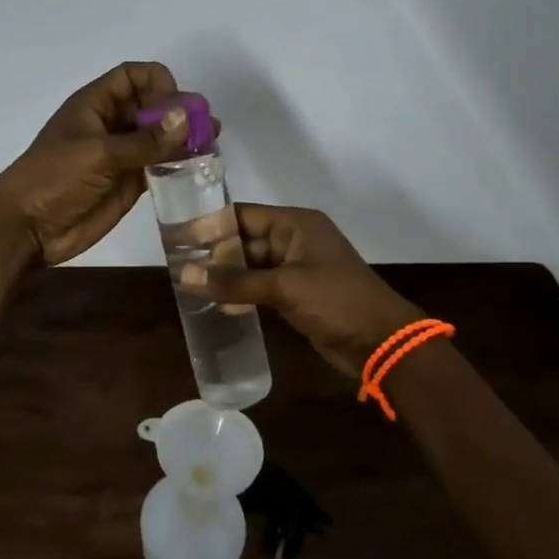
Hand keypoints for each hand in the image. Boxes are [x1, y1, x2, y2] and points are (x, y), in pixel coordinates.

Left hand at [0, 61, 198, 266]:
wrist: (28, 227)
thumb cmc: (55, 178)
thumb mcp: (99, 154)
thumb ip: (145, 140)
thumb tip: (188, 118)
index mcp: (95, 104)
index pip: (133, 76)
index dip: (157, 82)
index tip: (176, 105)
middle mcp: (111, 124)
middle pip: (152, 105)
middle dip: (179, 111)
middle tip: (207, 127)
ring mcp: (121, 154)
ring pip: (159, 136)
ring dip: (183, 138)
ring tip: (211, 146)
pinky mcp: (128, 182)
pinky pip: (159, 165)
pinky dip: (178, 163)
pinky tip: (198, 168)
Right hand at [180, 204, 423, 379]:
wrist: (381, 343)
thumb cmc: (336, 301)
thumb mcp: (284, 287)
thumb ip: (235, 281)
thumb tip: (185, 275)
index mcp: (295, 224)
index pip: (244, 215)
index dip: (212, 224)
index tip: (177, 235)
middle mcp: (294, 239)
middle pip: (245, 239)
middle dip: (215, 253)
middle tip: (177, 264)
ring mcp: (297, 268)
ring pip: (252, 265)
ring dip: (226, 275)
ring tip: (188, 283)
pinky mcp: (297, 294)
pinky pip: (261, 286)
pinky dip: (241, 292)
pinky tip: (216, 303)